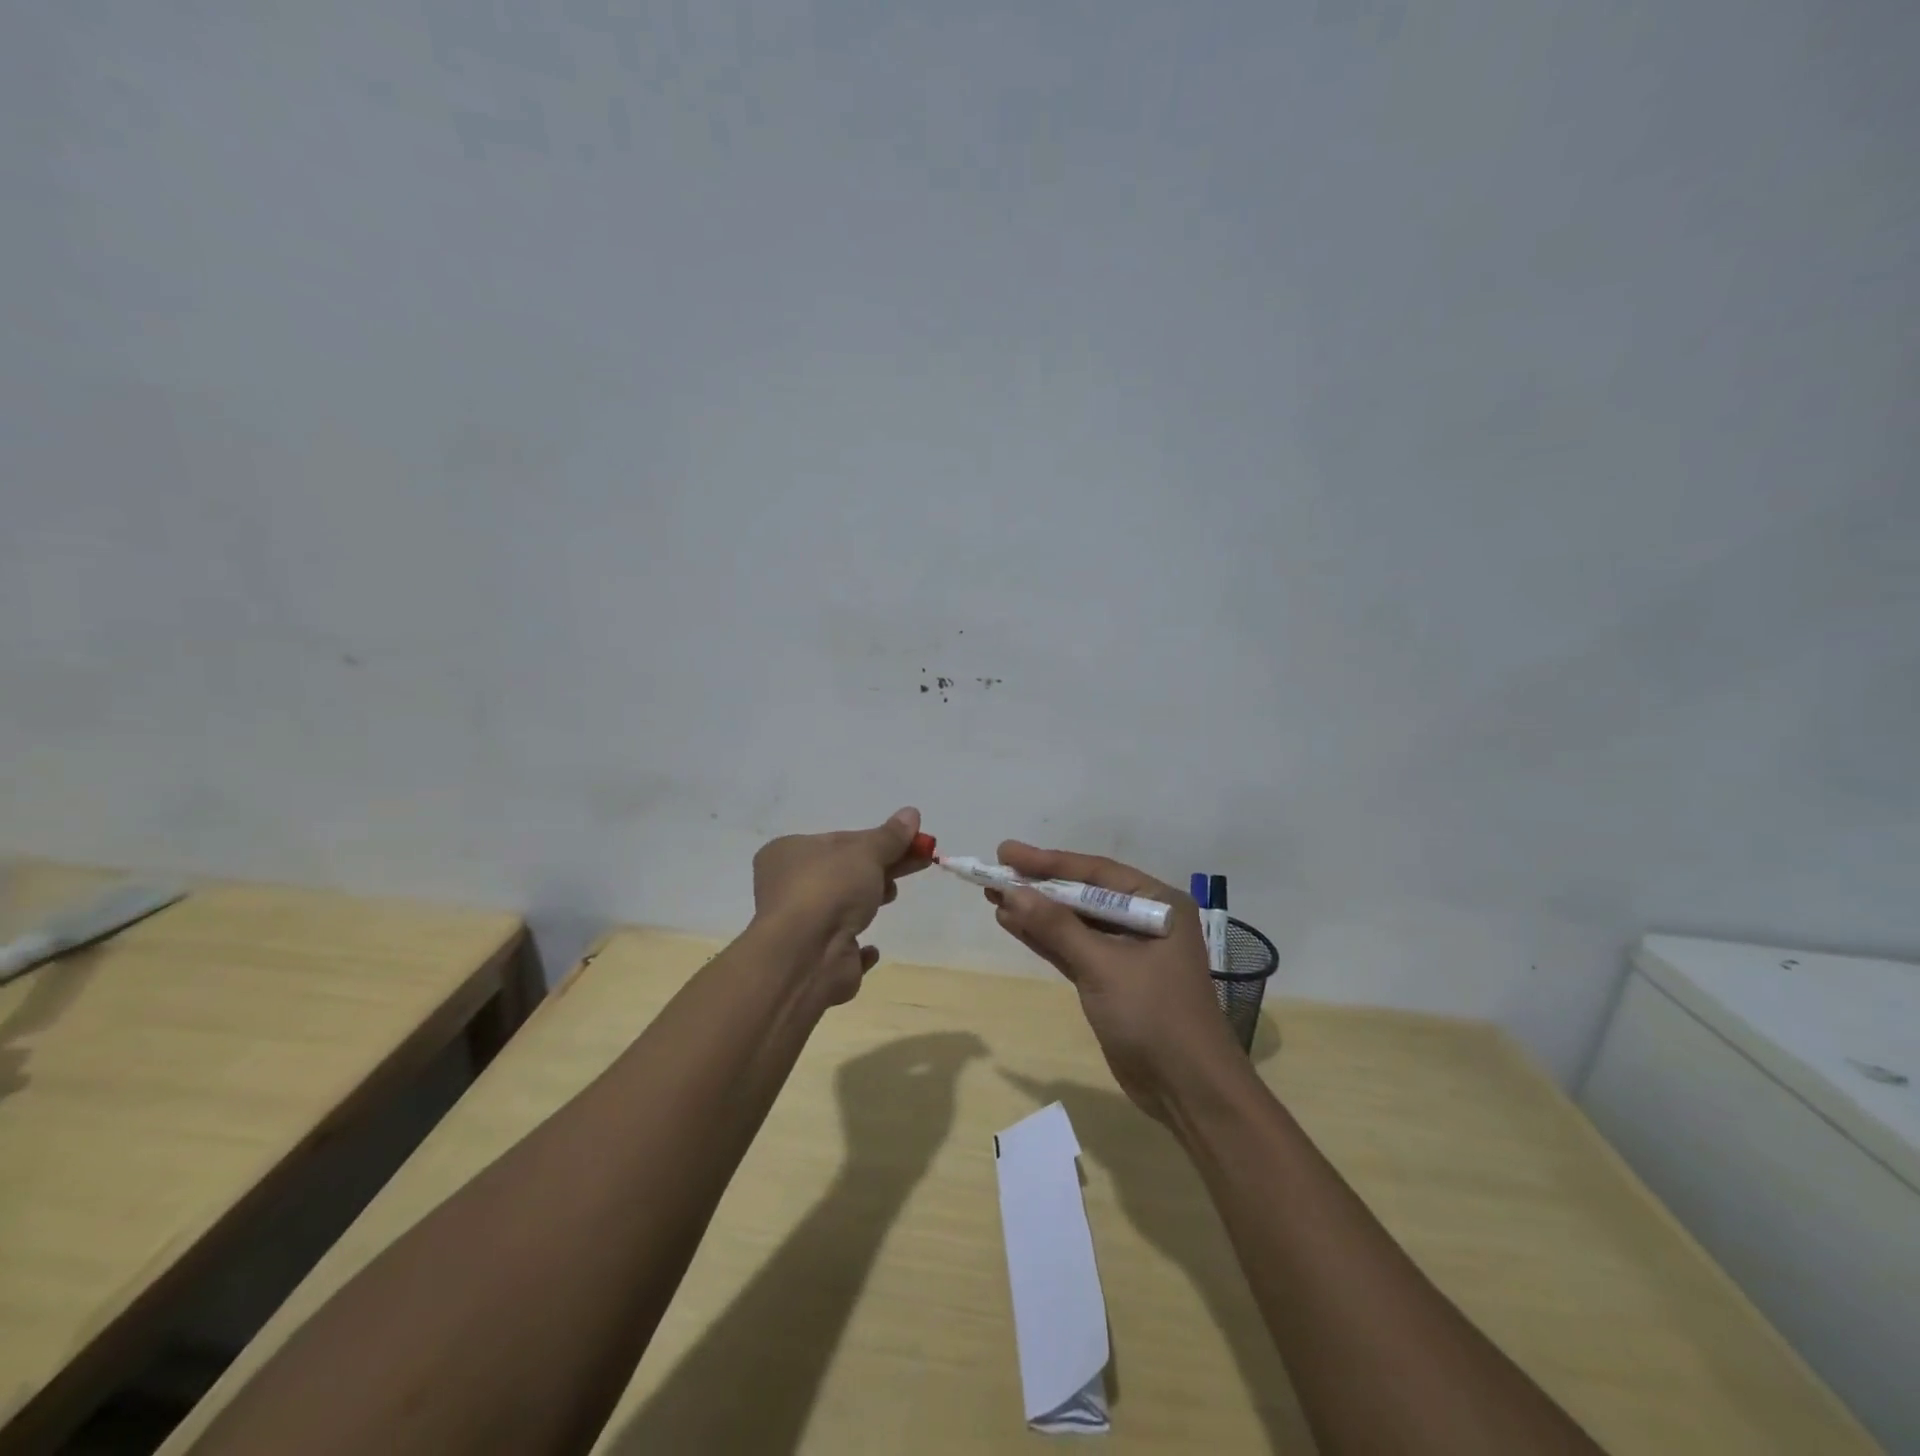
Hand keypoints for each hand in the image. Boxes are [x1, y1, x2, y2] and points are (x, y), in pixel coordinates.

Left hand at [752, 808, 930, 1005]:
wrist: (806, 956)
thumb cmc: (829, 890)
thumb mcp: (865, 853)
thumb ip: (889, 837)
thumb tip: (911, 813)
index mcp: (788, 853)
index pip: (840, 840)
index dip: (877, 840)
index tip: (911, 843)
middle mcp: (787, 887)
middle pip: (845, 871)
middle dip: (881, 867)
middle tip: (918, 863)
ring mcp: (800, 925)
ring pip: (842, 907)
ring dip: (868, 901)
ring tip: (891, 897)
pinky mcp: (814, 958)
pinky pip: (840, 947)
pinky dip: (857, 945)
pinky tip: (871, 949)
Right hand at [988, 841, 1243, 1121]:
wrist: (1188, 1091)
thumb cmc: (1154, 1015)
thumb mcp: (1104, 966)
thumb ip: (1057, 927)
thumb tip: (1012, 892)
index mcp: (1157, 905)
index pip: (1096, 873)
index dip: (1049, 862)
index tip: (1007, 852)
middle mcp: (1144, 921)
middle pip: (1083, 894)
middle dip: (1039, 885)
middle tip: (994, 870)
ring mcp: (1128, 952)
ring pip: (1074, 922)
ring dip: (1037, 911)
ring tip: (993, 894)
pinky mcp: (1112, 980)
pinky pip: (1073, 949)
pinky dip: (1045, 938)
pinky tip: (1013, 924)